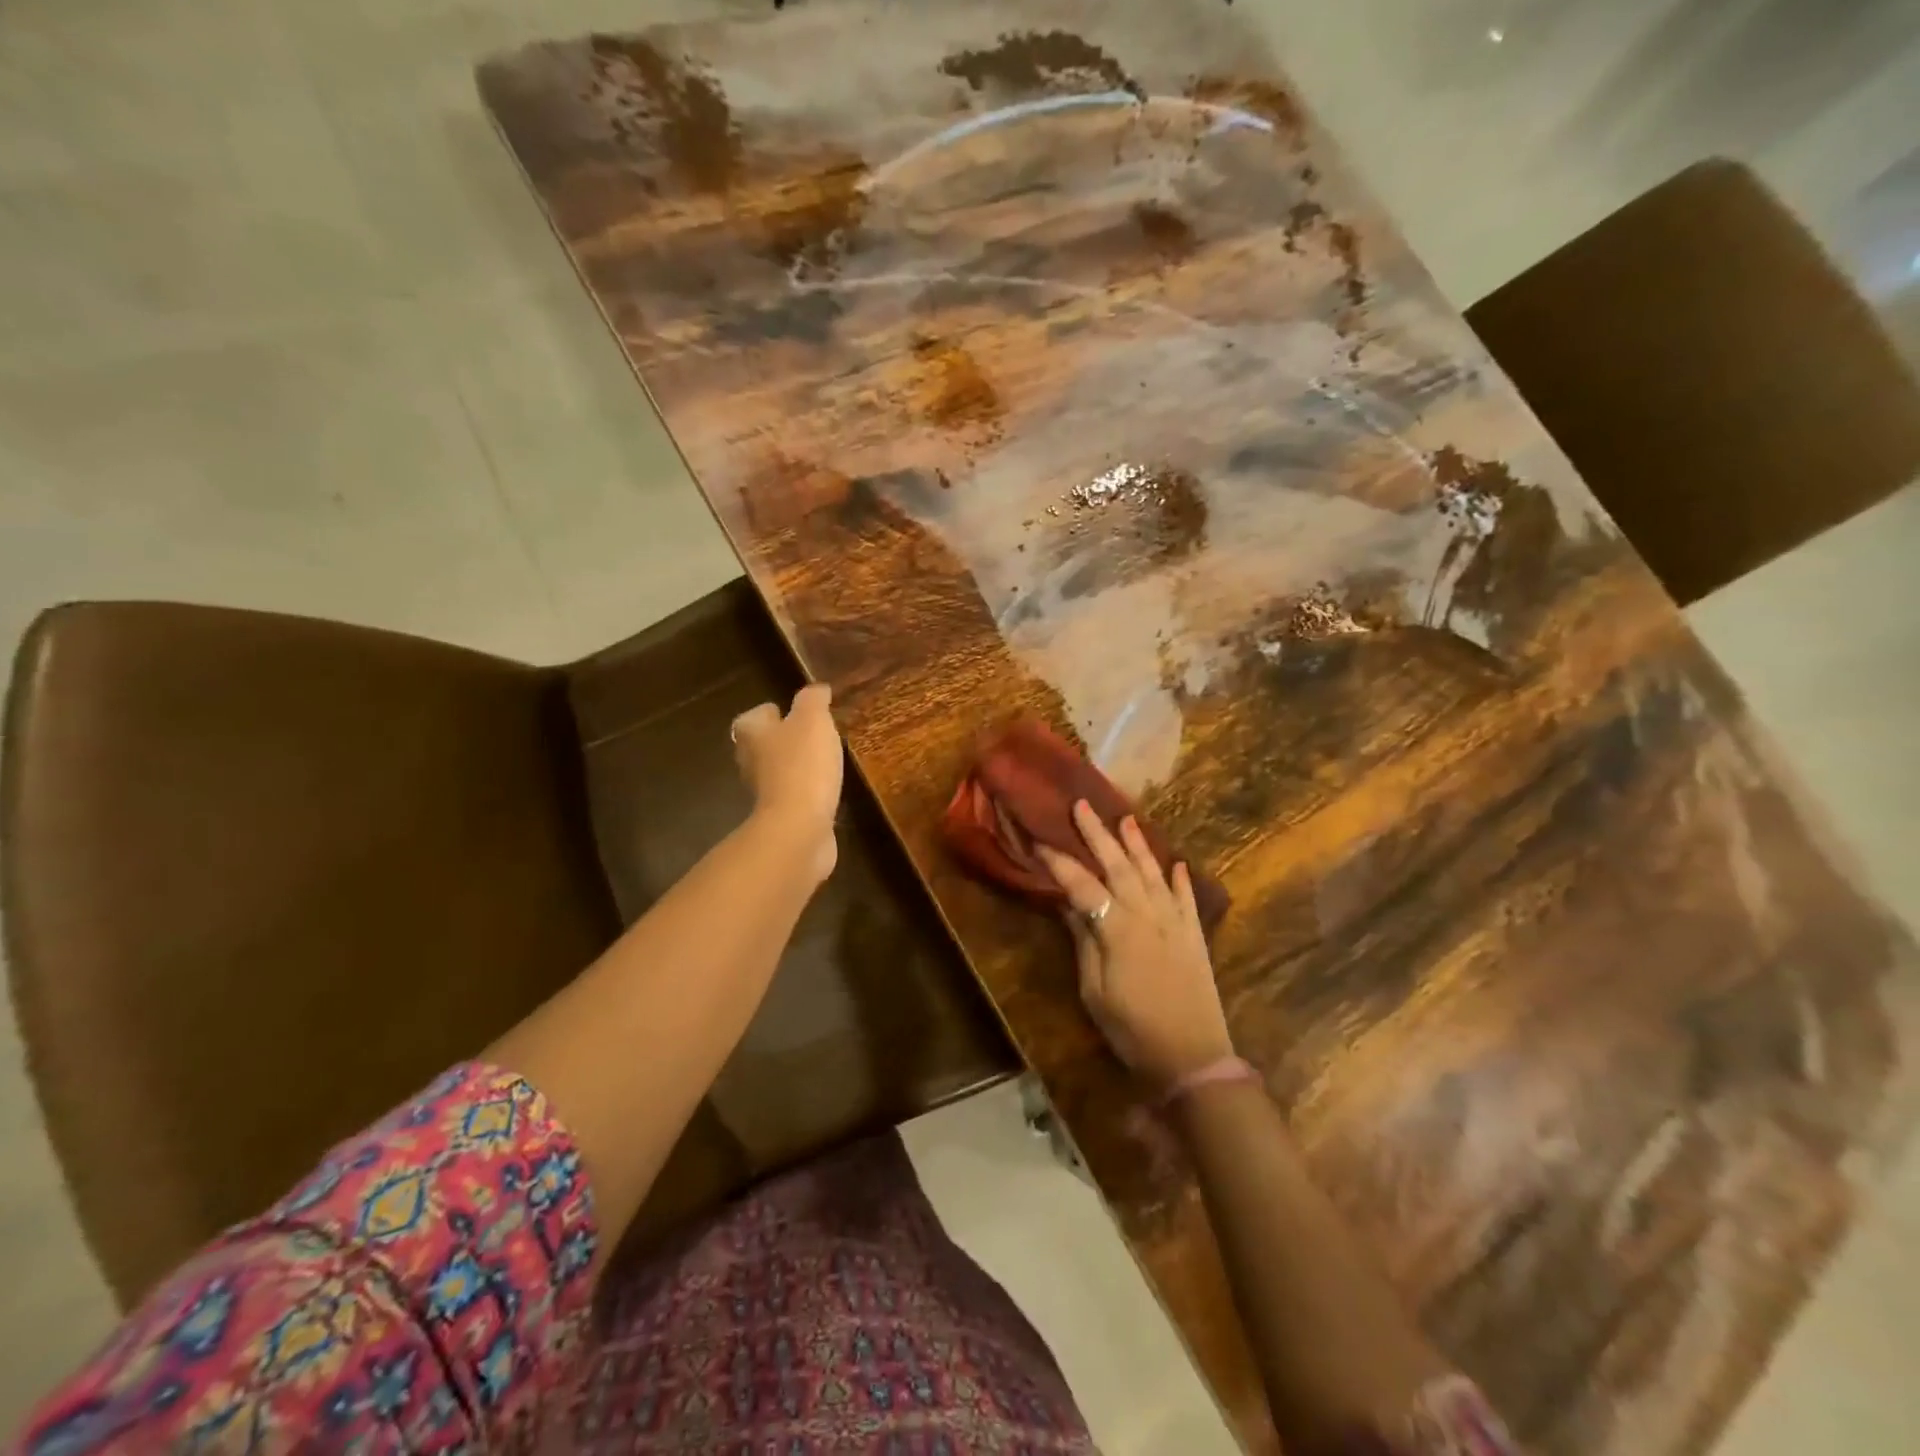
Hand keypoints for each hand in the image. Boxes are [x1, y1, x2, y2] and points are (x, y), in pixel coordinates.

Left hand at [731, 684, 842, 881]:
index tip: (790, 712)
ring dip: (794, 766)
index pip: (753, 717)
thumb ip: (813, 700)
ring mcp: (764, 794)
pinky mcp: (781, 817)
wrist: (799, 827)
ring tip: (822, 759)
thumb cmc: (802, 765)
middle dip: (782, 739)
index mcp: (752, 735)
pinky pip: (793, 796)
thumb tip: (817, 689)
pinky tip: (825, 788)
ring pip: (777, 772)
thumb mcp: (813, 720)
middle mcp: (750, 763)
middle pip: (762, 745)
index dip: (770, 712)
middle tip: (810, 734)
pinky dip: (805, 791)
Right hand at [1037, 801, 1234, 1089]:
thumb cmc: (1134, 1030)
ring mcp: (1176, 923)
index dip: (1059, 862)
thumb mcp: (1095, 991)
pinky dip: (1180, 878)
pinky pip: (1187, 898)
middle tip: (1081, 805)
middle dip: (1098, 834)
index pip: (1083, 885)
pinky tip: (1176, 862)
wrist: (1194, 1058)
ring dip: (1138, 844)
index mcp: (1118, 929)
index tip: (1039, 841)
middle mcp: (1148, 915)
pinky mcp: (1195, 936)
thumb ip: (1084, 942)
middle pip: (1119, 866)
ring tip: (1125, 818)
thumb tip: (1068, 904)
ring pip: (1153, 873)